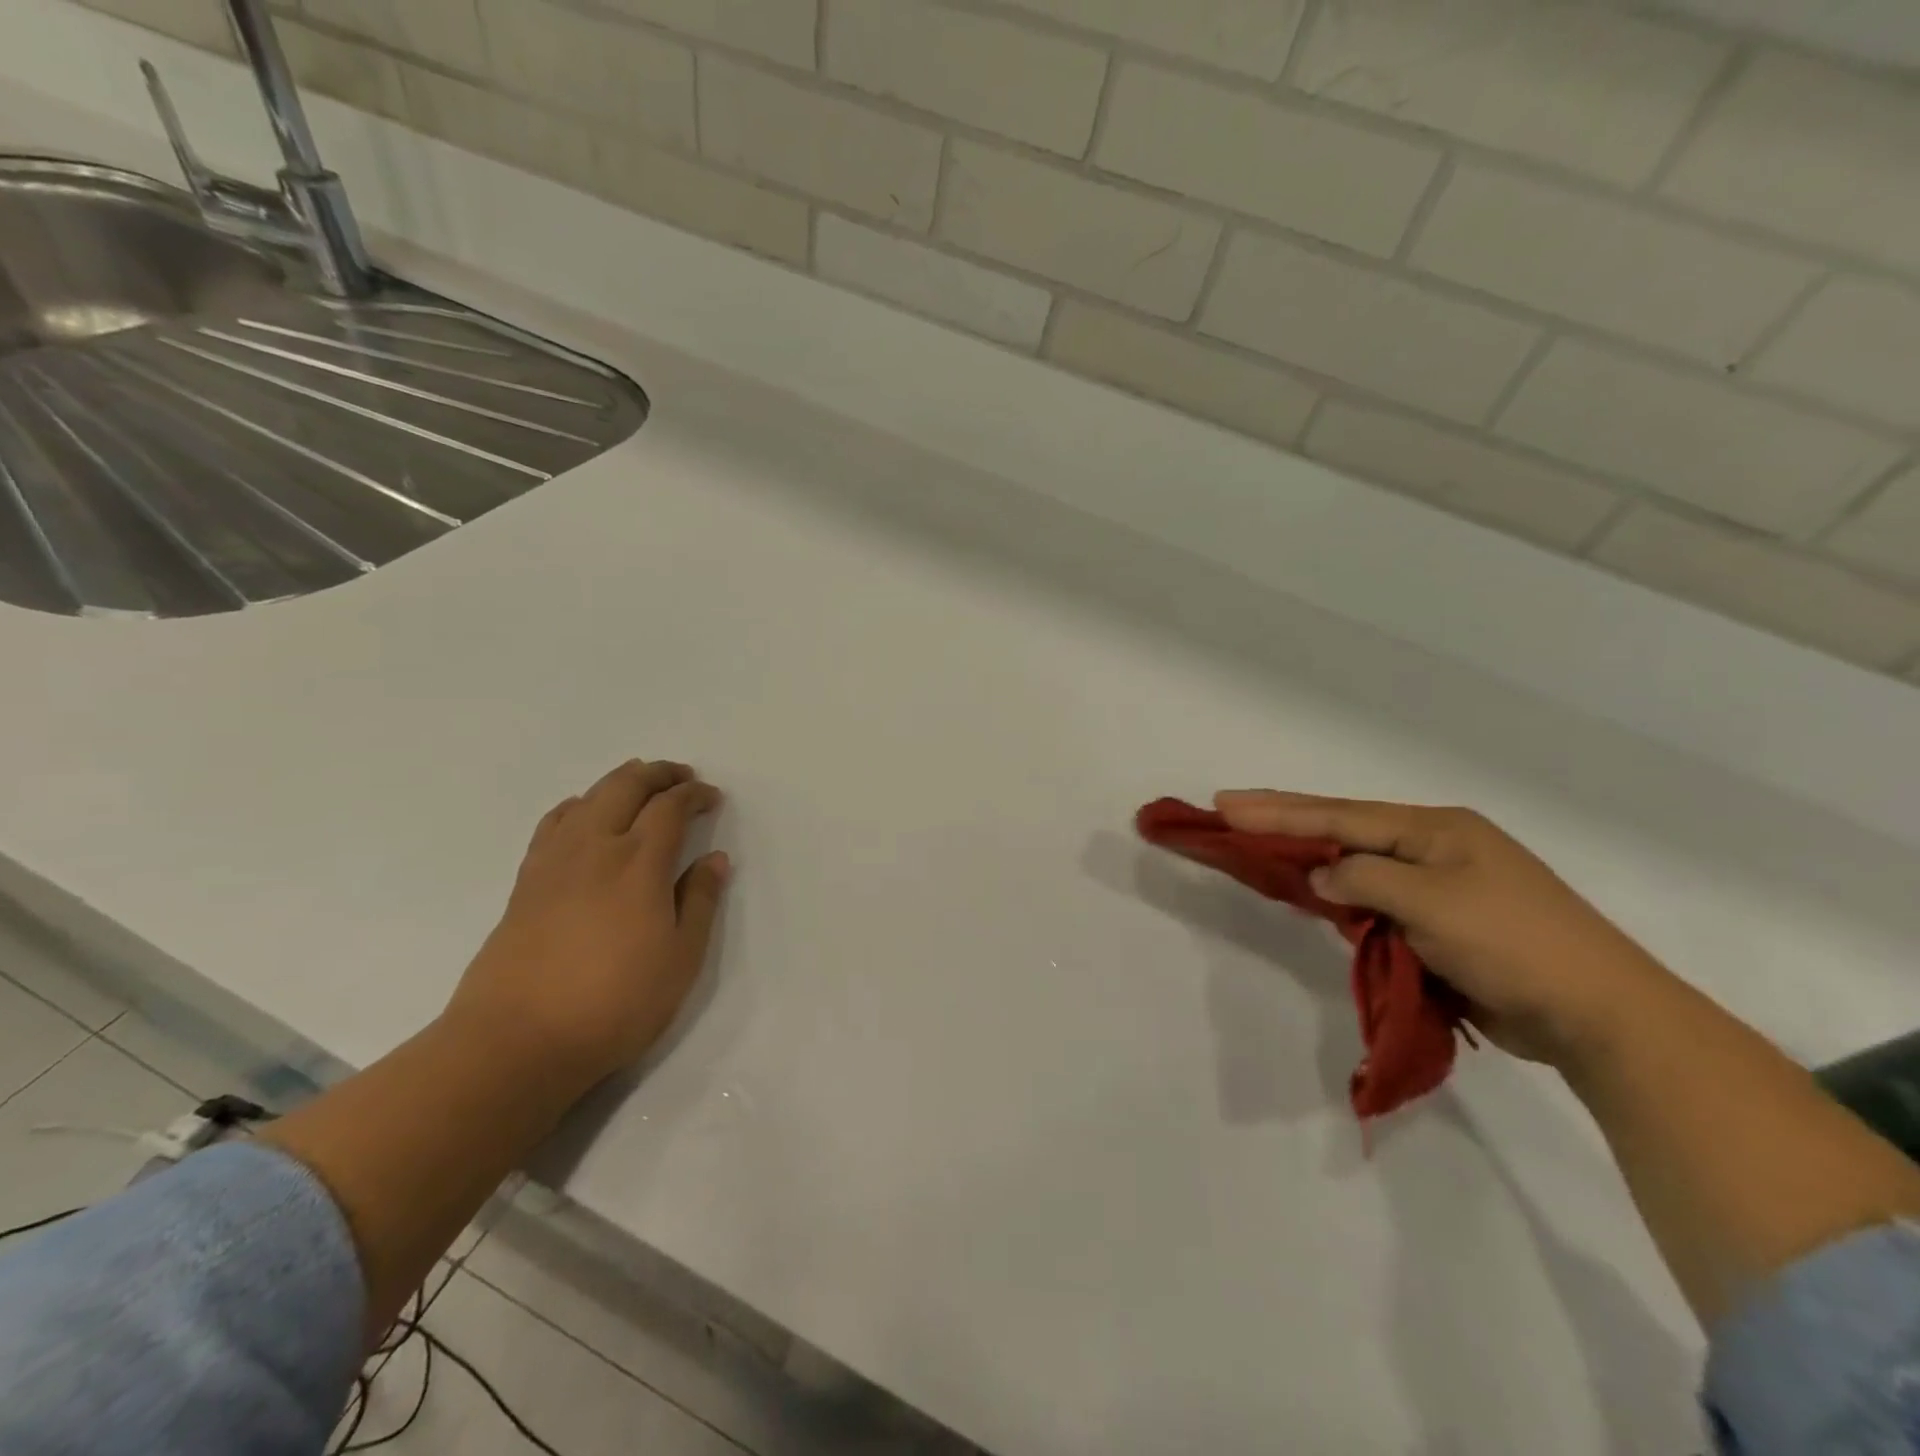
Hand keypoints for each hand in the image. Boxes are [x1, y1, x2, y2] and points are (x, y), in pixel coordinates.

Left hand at [444, 760, 729, 1086]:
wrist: (517, 1041)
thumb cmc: (615, 1002)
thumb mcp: (681, 958)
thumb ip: (700, 901)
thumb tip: (715, 858)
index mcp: (639, 863)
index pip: (670, 808)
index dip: (694, 795)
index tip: (712, 798)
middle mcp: (595, 848)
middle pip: (625, 788)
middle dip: (657, 774)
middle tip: (681, 776)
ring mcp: (554, 862)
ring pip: (587, 798)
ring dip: (618, 782)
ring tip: (638, 783)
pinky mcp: (526, 882)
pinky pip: (554, 823)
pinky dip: (577, 805)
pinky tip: (583, 815)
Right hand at [1214, 790, 1669, 1065]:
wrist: (1599, 1015)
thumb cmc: (1515, 945)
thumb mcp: (1432, 904)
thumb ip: (1365, 880)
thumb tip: (1322, 874)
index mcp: (1436, 829)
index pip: (1340, 815)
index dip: (1279, 810)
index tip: (1227, 803)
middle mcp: (1434, 848)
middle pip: (1344, 829)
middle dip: (1286, 820)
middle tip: (1229, 809)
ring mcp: (1439, 886)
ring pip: (1357, 866)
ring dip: (1310, 858)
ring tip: (1259, 845)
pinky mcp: (1440, 925)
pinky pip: (1374, 903)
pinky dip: (1340, 899)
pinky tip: (1313, 893)